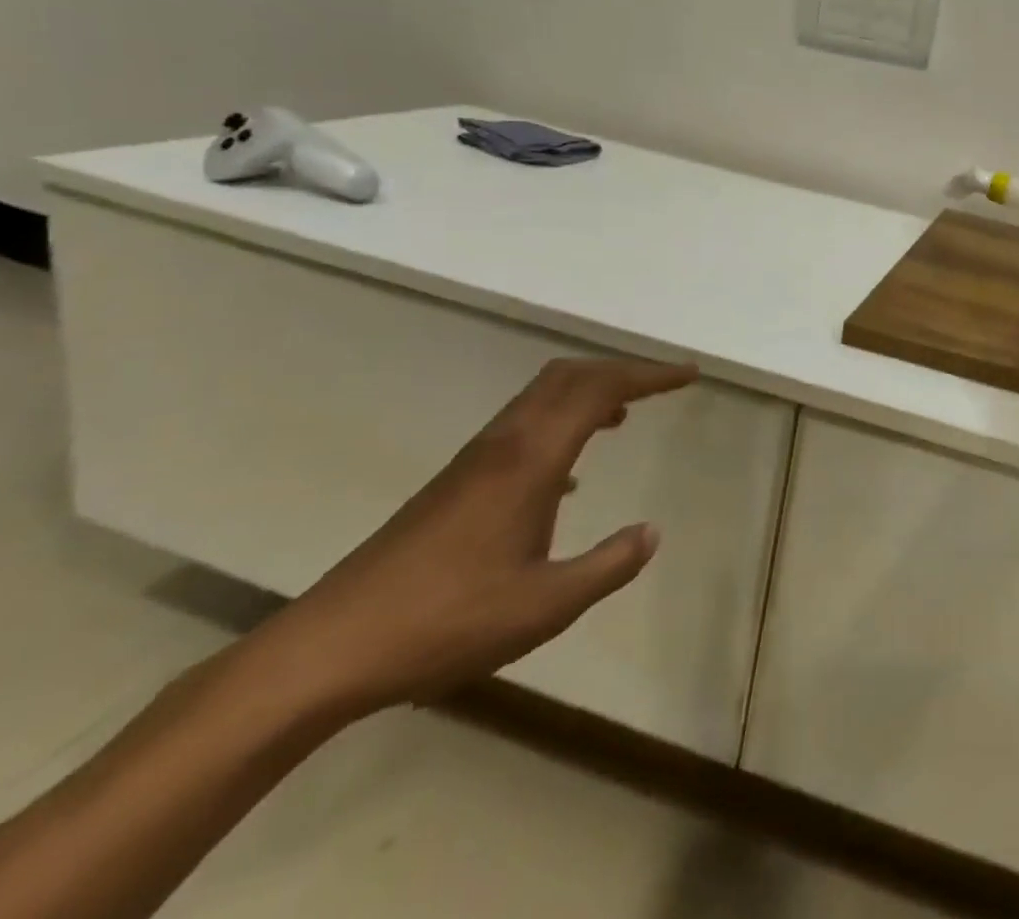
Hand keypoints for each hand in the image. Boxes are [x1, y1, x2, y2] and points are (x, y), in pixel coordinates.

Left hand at [247, 356, 698, 720]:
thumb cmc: (446, 623)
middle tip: (663, 384)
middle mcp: (504, 444)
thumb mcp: (545, 606)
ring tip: (626, 414)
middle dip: (621, 370)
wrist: (331, 649)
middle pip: (569, 376)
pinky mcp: (456, 482)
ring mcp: (476, 460)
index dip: (649, 375)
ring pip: (541, 397)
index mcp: (531, 460)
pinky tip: (570, 476)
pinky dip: (561, 423)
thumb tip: (652, 533)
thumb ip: (609, 566)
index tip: (688, 374)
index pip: (600, 390)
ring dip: (589, 392)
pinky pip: (523, 426)